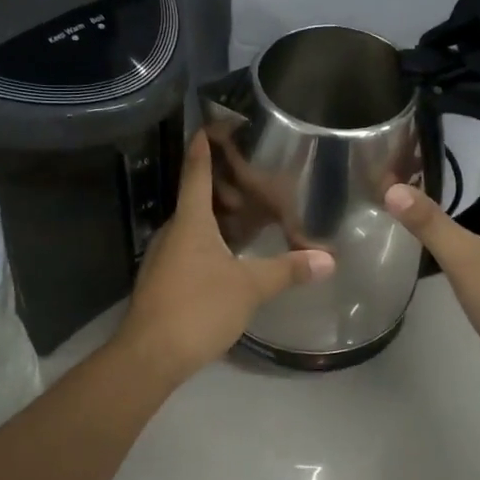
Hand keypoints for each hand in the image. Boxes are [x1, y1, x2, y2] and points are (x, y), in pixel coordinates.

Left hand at [118, 131, 334, 383]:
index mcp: (189, 221)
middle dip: (222, 185)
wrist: (150, 355)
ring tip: (250, 213)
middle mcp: (172, 231)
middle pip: (196, 198)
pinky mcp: (163, 280)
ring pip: (193, 226)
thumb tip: (328, 259)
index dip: (203, 146)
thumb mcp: (249, 287)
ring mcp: (164, 257)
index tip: (210, 123)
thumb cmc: (198, 308)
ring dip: (218, 217)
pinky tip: (231, 253)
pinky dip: (211, 242)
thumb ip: (287, 270)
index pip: (195, 172)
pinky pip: (190, 248)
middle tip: (254, 174)